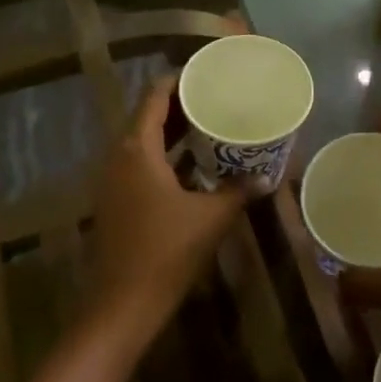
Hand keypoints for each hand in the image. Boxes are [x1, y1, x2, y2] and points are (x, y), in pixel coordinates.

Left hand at [88, 74, 248, 344]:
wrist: (121, 307)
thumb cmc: (166, 251)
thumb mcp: (211, 217)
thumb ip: (239, 190)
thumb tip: (268, 176)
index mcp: (137, 149)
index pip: (154, 95)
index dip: (179, 80)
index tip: (207, 74)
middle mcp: (119, 156)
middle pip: (147, 115)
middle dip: (180, 105)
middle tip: (216, 98)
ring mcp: (113, 180)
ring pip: (143, 141)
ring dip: (172, 132)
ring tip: (209, 125)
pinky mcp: (115, 201)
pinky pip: (140, 163)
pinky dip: (164, 156)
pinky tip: (192, 166)